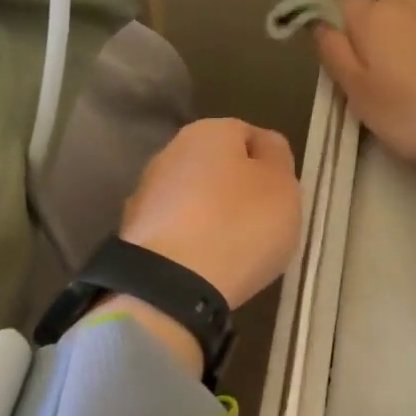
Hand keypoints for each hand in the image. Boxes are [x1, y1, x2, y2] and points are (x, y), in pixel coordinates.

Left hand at [119, 118, 300, 309]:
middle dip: (237, 189)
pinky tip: (205, 265)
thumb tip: (264, 147)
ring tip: (232, 249)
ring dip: (211, 216)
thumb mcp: (283, 187)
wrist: (171, 284)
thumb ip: (278, 158)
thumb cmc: (240, 225)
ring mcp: (146, 192)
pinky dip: (191, 241)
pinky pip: (176, 229)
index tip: (281, 197)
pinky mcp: (133, 231)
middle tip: (260, 223)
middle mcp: (171, 151)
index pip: (249, 135)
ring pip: (193, 198)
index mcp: (209, 131)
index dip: (270, 165)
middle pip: (217, 166)